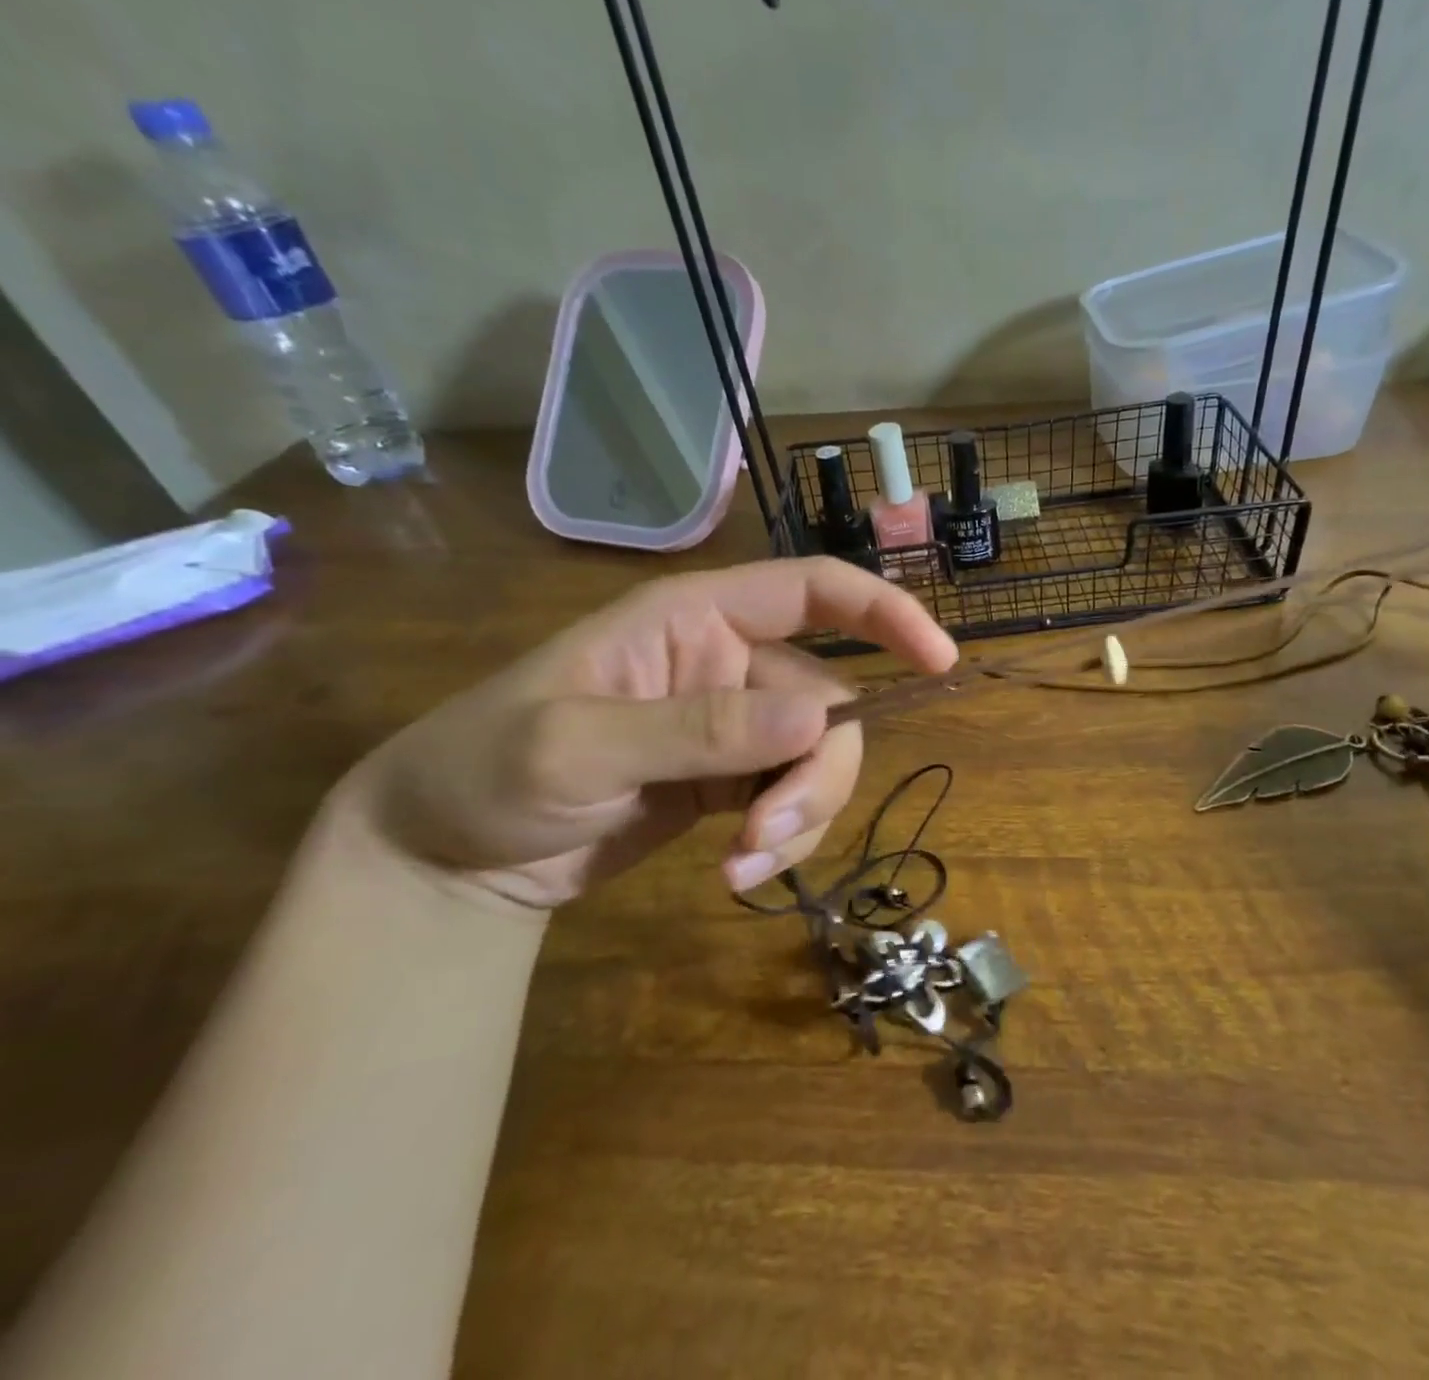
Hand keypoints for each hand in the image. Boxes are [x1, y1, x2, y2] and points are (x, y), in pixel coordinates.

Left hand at [337, 559, 957, 909]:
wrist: (447, 859)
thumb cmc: (484, 770)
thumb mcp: (578, 747)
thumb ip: (697, 730)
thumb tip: (817, 719)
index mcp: (696, 619)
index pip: (813, 590)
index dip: (885, 613)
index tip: (940, 661)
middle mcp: (729, 662)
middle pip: (828, 702)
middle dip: (818, 772)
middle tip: (770, 837)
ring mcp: (733, 725)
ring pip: (818, 758)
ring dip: (802, 815)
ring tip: (742, 867)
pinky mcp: (730, 780)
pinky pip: (791, 800)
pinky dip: (783, 840)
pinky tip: (734, 878)